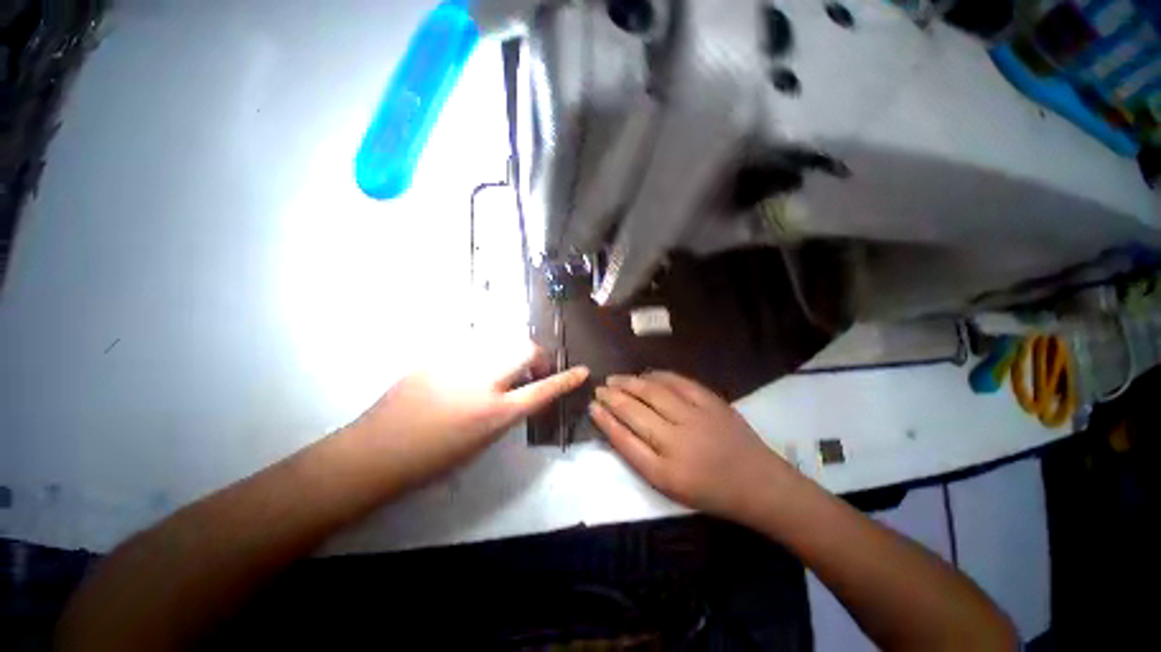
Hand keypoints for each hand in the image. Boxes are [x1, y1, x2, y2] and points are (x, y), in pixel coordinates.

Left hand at [346, 341, 587, 494]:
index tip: (582, 371)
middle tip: (531, 369)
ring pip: (500, 339)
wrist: (379, 450)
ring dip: (510, 352)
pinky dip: (483, 352)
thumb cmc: (434, 457)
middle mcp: (482, 382)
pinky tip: (471, 366)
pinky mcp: (438, 353)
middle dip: (536, 356)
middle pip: (525, 350)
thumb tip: (520, 388)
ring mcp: (458, 362)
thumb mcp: (483, 440)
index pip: (542, 390)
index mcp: (494, 413)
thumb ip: (507, 410)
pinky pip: (473, 343)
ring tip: (501, 367)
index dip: (565, 380)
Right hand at [589, 371, 795, 523]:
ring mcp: (697, 417)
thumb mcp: (670, 485)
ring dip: (629, 382)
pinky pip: (678, 381)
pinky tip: (644, 374)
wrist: (759, 484)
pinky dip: (657, 375)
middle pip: (635, 411)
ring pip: (653, 391)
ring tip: (614, 379)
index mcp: (666, 471)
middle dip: (612, 397)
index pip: (625, 439)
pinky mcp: (712, 401)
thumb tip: (616, 426)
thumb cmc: (710, 491)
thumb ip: (640, 456)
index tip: (592, 407)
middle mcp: (678, 441)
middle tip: (599, 388)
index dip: (605, 420)